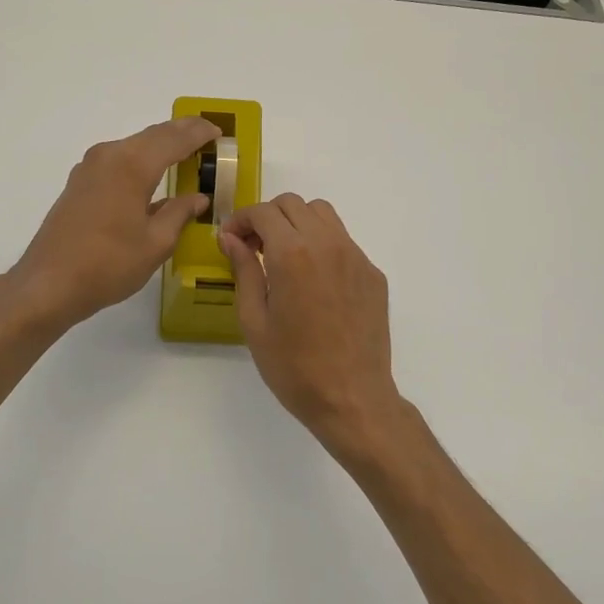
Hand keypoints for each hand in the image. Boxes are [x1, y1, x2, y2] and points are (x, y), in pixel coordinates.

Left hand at [10, 116, 221, 330]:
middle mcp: (109, 156)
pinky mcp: (79, 182)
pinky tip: (151, 172)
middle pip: (153, 135)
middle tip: (207, 133)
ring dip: (160, 144)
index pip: (174, 139)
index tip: (219, 133)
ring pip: (134, 145)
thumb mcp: (155, 243)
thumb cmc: (108, 264)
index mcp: (132, 166)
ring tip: (184, 149)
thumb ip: (179, 213)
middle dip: (181, 132)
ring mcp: (90, 168)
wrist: (48, 284)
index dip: (199, 134)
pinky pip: (118, 159)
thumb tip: (198, 198)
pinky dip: (141, 158)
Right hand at [220, 195, 409, 454]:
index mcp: (293, 254)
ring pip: (323, 215)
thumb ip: (244, 271)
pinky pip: (343, 241)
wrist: (352, 398)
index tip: (230, 240)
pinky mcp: (372, 274)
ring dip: (297, 223)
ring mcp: (356, 257)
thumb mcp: (254, 321)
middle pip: (293, 205)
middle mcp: (327, 244)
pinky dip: (322, 244)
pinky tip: (313, 280)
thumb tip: (231, 238)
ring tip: (283, 256)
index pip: (263, 212)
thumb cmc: (294, 367)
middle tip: (252, 247)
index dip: (240, 220)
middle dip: (267, 218)